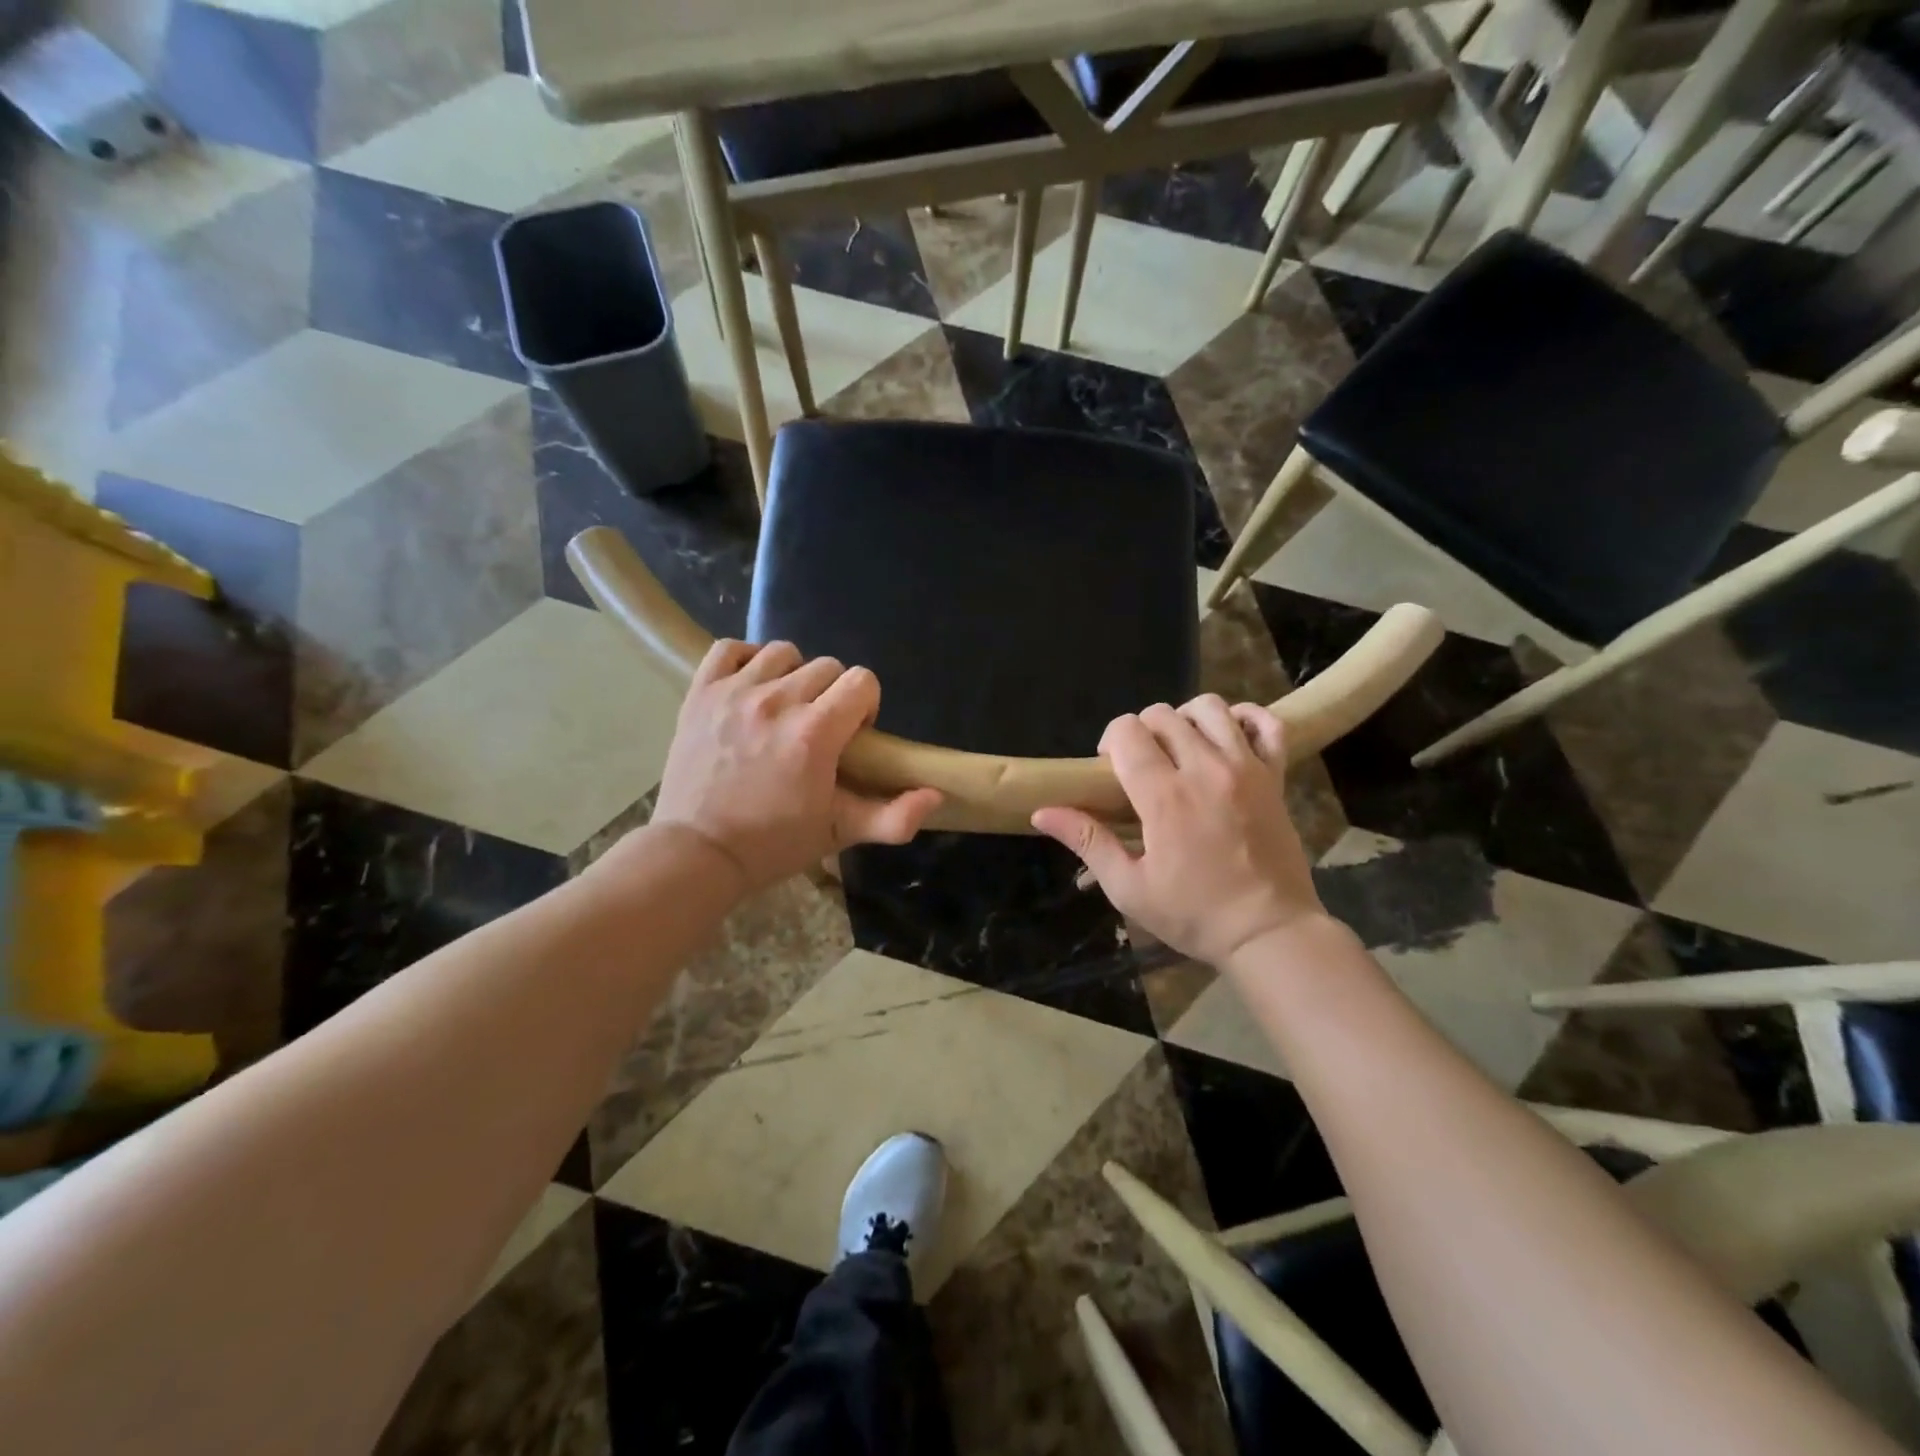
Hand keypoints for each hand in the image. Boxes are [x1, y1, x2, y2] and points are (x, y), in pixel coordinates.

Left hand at [651, 640, 941, 894]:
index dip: (866, 706)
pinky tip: (751, 688)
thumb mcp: (839, 833)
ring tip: (784, 709)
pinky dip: (746, 661)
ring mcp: (735, 692)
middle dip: (833, 695)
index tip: (852, 736)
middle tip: (818, 730)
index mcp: (815, 733)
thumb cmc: (773, 844)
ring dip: (793, 676)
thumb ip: (893, 817)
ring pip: (783, 653)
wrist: (697, 852)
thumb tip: (936, 796)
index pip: (862, 681)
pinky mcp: (701, 692)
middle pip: (828, 666)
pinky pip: (730, 649)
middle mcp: (777, 701)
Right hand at [1031, 696, 1322, 966]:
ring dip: (1186, 719)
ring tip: (1181, 748)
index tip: (1110, 770)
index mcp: (1165, 796)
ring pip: (1210, 708)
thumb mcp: (1129, 888)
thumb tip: (1041, 813)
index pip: (1127, 731)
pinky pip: (1267, 724)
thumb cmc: (1194, 914)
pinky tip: (1228, 738)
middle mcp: (1205, 769)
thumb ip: (1088, 841)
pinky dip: (1245, 719)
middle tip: (1142, 765)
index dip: (1111, 741)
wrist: (1269, 932)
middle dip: (1142, 731)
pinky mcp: (1275, 776)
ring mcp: (1246, 768)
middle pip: (1163, 714)